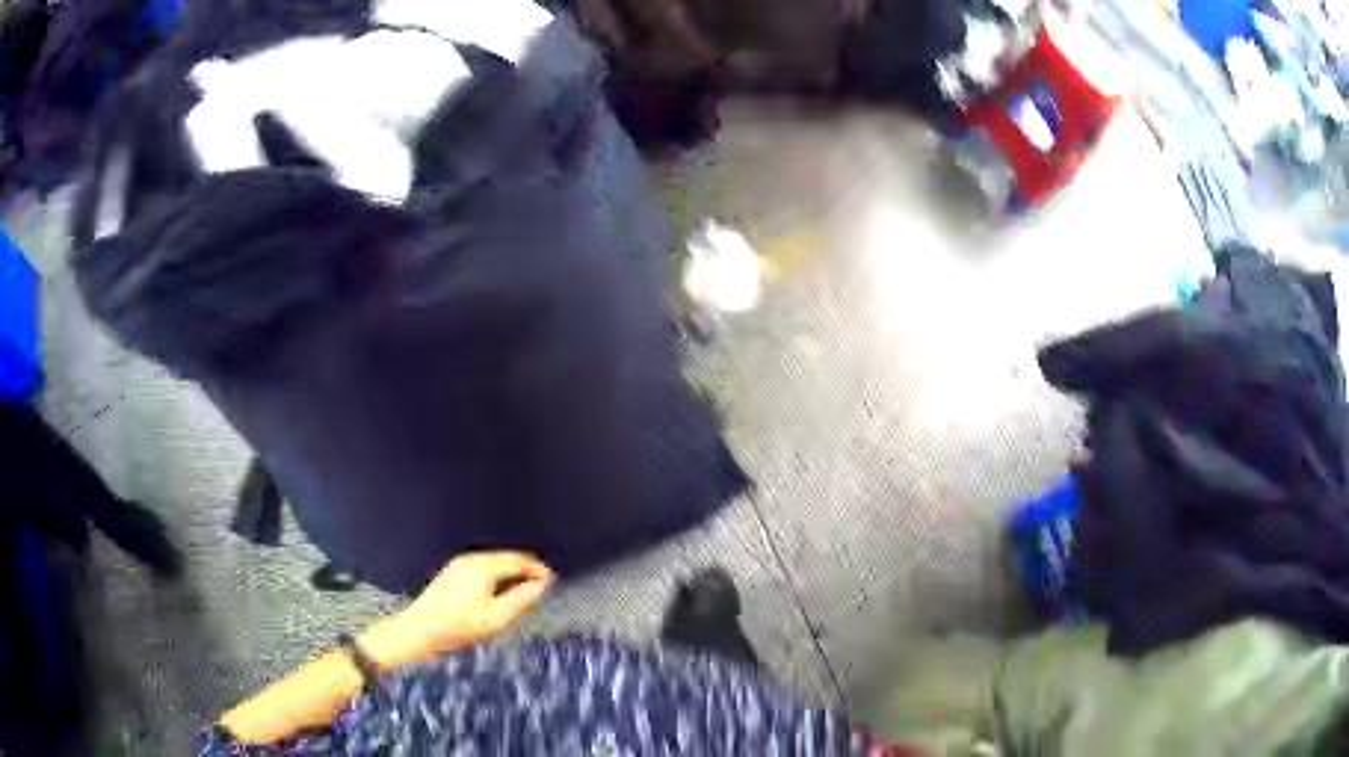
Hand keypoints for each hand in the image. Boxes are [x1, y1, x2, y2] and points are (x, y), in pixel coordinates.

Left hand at [361, 551, 553, 667]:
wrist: (420, 631)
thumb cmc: (460, 626)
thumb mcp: (496, 618)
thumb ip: (521, 599)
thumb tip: (540, 586)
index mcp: (484, 565)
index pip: (519, 560)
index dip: (538, 569)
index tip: (553, 583)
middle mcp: (471, 559)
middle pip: (506, 559)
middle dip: (526, 571)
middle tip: (542, 589)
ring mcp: (459, 565)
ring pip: (494, 564)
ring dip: (511, 575)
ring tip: (524, 593)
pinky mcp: (451, 574)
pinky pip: (482, 570)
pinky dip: (497, 578)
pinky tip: (499, 595)